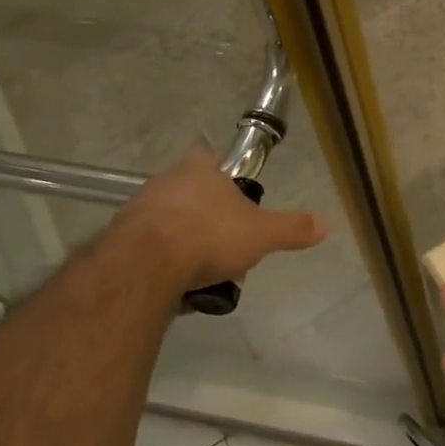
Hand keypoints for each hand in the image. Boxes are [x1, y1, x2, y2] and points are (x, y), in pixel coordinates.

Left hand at [106, 148, 325, 290]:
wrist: (144, 266)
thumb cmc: (209, 236)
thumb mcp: (262, 234)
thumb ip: (292, 228)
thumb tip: (325, 225)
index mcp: (200, 168)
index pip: (214, 162)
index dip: (226, 181)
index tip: (237, 207)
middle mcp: (166, 179)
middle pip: (193, 195)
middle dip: (209, 219)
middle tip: (225, 247)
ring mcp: (139, 207)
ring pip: (170, 221)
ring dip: (184, 241)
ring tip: (201, 273)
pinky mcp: (119, 237)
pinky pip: (148, 246)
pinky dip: (161, 261)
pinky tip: (174, 282)